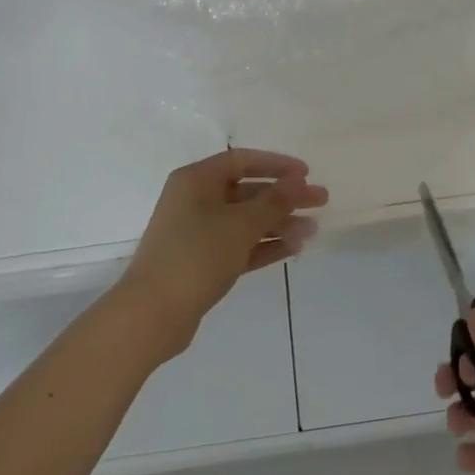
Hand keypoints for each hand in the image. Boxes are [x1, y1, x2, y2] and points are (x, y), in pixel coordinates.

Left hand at [116, 149, 326, 356]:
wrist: (153, 313)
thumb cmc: (196, 255)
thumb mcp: (240, 224)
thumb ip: (273, 202)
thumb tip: (297, 182)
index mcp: (196, 180)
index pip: (241, 161)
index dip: (276, 165)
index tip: (306, 173)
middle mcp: (195, 201)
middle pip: (247, 191)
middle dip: (284, 197)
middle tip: (321, 201)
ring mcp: (198, 233)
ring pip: (245, 221)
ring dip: (279, 223)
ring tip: (312, 231)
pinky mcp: (203, 262)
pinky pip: (240, 245)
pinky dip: (264, 245)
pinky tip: (294, 248)